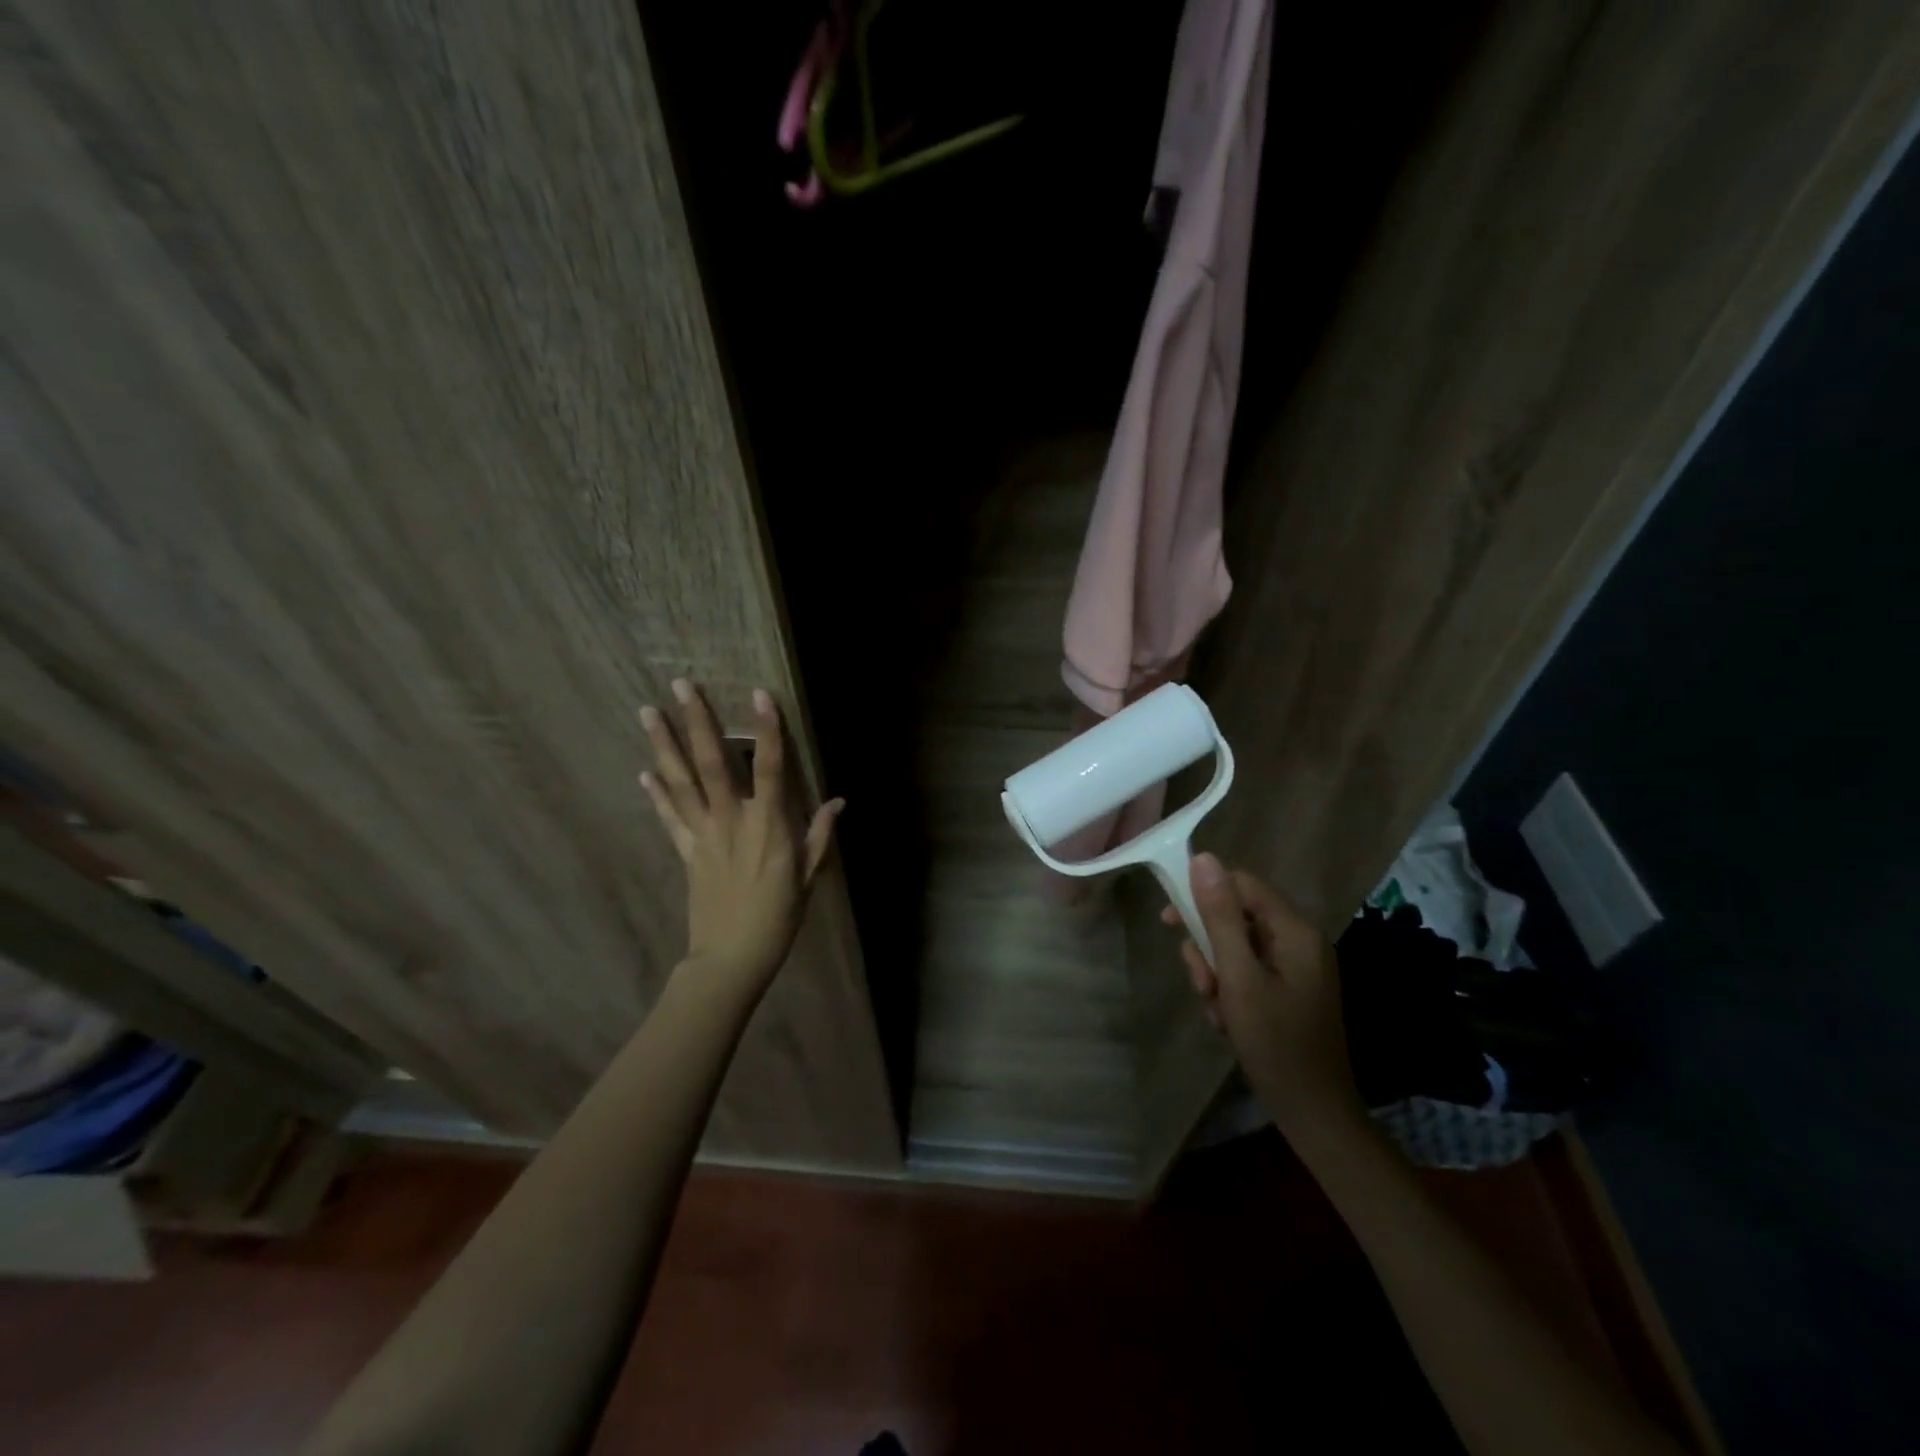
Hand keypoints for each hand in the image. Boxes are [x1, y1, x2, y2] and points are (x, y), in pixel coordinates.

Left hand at [639, 680, 841, 994]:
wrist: (730, 958)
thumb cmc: (778, 917)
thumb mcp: (809, 877)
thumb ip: (820, 835)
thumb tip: (839, 802)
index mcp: (768, 825)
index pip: (769, 767)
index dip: (766, 730)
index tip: (760, 694)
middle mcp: (731, 820)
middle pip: (711, 763)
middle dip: (696, 721)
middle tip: (680, 684)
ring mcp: (702, 834)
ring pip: (681, 782)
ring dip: (664, 745)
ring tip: (648, 711)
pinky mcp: (685, 851)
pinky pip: (668, 816)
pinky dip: (656, 793)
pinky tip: (643, 771)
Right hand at [1163, 854, 1365, 1143]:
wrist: (1314, 1114)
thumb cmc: (1275, 1043)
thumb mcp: (1238, 978)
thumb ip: (1220, 917)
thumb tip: (1203, 858)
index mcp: (1295, 931)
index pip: (1241, 884)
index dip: (1202, 894)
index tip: (1169, 919)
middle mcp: (1300, 941)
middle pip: (1237, 916)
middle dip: (1209, 946)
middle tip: (1201, 982)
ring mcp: (1297, 967)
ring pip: (1237, 947)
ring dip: (1216, 973)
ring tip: (1215, 1009)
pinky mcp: (1290, 990)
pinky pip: (1248, 971)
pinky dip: (1231, 990)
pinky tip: (1228, 1021)